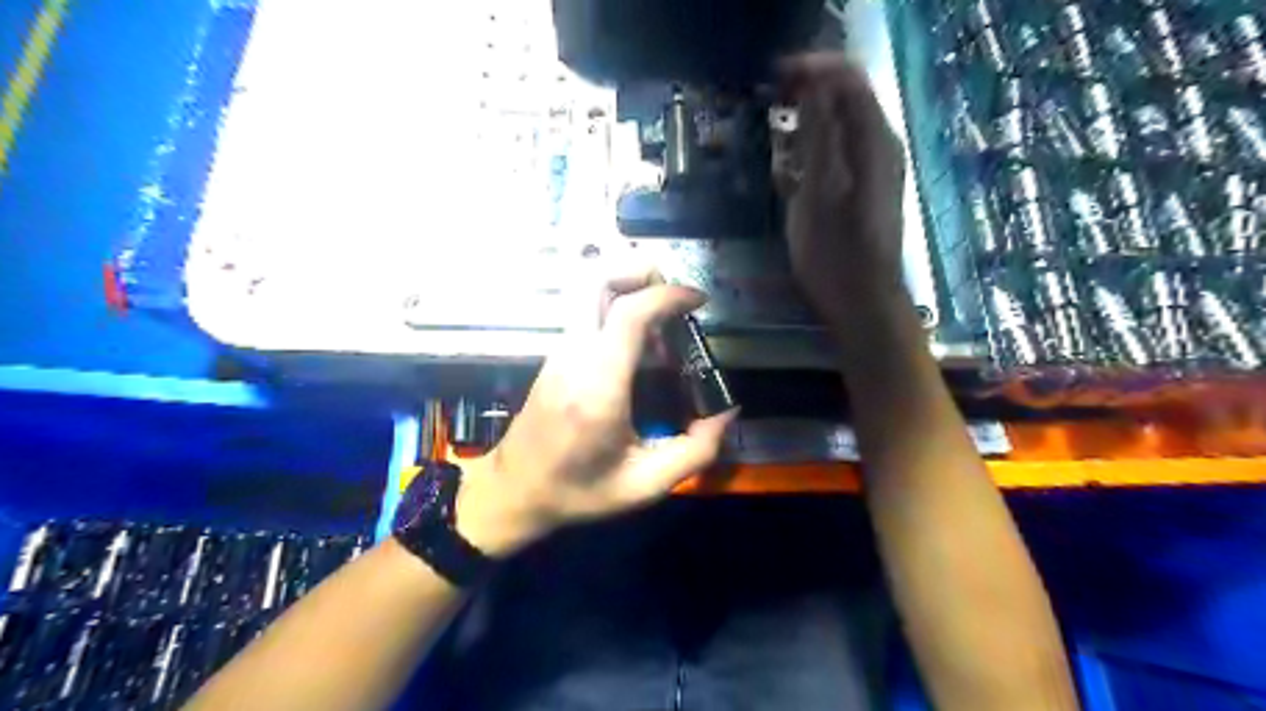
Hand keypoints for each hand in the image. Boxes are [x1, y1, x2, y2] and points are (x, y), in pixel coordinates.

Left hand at [455, 266, 738, 555]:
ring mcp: (559, 351)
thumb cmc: (578, 492)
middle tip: (674, 296)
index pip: (629, 314)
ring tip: (662, 323)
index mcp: (598, 386)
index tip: (698, 300)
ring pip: (588, 291)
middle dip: (640, 271)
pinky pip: (586, 313)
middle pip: (596, 280)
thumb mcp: (646, 485)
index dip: (668, 295)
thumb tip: (727, 411)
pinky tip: (640, 346)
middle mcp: (574, 356)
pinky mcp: (555, 355)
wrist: (514, 492)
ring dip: (629, 289)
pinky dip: (617, 309)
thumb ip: (696, 451)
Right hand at [773, 52, 910, 313]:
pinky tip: (793, 166)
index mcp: (873, 140)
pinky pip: (841, 151)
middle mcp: (881, 146)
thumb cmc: (834, 253)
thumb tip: (814, 84)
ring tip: (775, 132)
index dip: (812, 68)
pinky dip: (816, 147)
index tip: (773, 75)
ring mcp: (877, 169)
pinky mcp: (867, 189)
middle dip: (809, 91)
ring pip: (843, 125)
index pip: (847, 78)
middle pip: (848, 98)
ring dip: (809, 120)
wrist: (862, 302)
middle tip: (770, 101)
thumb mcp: (817, 192)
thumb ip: (818, 135)